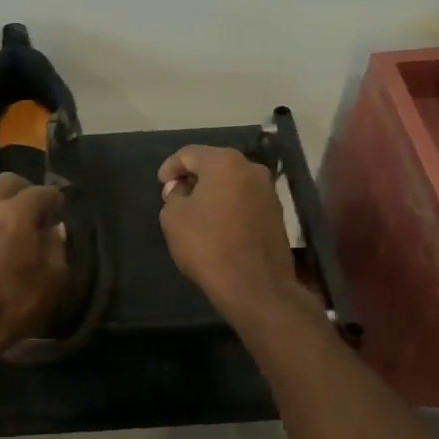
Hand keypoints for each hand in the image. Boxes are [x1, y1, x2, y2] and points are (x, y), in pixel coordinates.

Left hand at [0, 174, 67, 367]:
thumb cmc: (11, 307)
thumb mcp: (52, 282)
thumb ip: (57, 248)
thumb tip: (54, 230)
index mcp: (16, 214)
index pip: (43, 192)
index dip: (56, 202)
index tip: (60, 216)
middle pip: (9, 182)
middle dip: (26, 192)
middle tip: (35, 215)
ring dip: (2, 205)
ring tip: (11, 229)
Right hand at [157, 146, 300, 319]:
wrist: (255, 285)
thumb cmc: (208, 245)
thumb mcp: (173, 218)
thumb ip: (173, 195)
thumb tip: (181, 190)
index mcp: (225, 162)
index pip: (189, 153)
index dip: (170, 167)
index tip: (161, 185)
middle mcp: (252, 168)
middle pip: (214, 164)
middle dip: (193, 178)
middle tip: (176, 197)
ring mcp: (269, 191)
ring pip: (232, 182)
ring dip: (213, 192)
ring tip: (196, 212)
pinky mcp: (277, 213)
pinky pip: (245, 200)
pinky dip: (229, 205)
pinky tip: (217, 225)